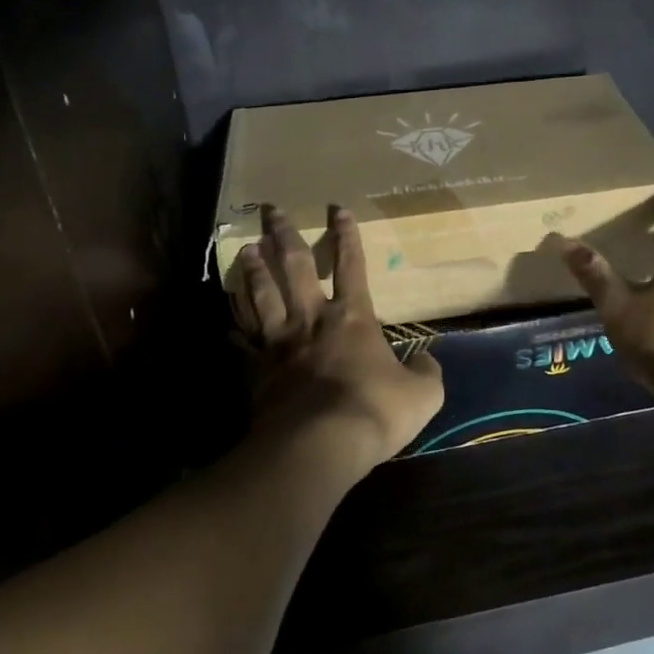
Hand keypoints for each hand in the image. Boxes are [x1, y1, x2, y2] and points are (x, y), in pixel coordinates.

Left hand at [232, 204, 443, 476]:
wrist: (320, 444)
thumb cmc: (375, 410)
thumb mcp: (423, 393)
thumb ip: (426, 372)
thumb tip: (427, 361)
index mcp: (353, 318)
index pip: (351, 265)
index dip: (346, 236)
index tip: (337, 209)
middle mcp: (312, 320)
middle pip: (295, 267)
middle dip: (284, 235)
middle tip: (270, 210)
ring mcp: (279, 344)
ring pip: (262, 296)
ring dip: (254, 270)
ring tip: (245, 249)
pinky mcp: (257, 371)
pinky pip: (242, 344)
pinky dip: (235, 330)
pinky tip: (226, 321)